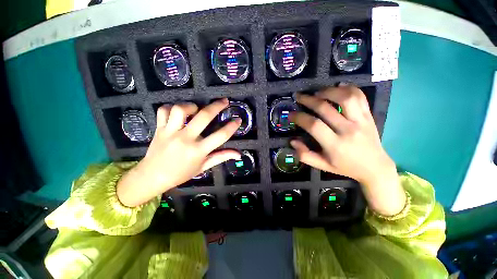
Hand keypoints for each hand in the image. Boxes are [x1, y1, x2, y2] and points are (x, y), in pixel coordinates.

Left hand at [117, 98, 241, 206]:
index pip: (221, 136)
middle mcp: (185, 139)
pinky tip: (178, 112)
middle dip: (217, 106)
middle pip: (204, 117)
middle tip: (224, 101)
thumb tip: (239, 154)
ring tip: (197, 108)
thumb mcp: (204, 167)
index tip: (238, 119)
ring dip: (191, 106)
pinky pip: (163, 111)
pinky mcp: (159, 129)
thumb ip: (221, 157)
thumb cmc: (181, 174)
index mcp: (198, 151)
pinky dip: (171, 108)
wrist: (152, 177)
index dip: (232, 126)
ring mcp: (170, 132)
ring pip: (180, 110)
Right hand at [289, 86, 405, 215]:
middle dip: (308, 100)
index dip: (299, 117)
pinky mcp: (369, 115)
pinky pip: (360, 96)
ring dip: (328, 91)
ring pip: (345, 97)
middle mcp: (348, 130)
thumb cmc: (345, 167)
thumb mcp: (322, 165)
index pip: (314, 125)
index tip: (291, 114)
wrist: (375, 167)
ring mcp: (361, 121)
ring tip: (317, 92)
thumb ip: (305, 155)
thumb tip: (292, 141)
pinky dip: (348, 88)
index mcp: (335, 145)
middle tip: (298, 97)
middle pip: (325, 108)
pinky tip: (338, 87)